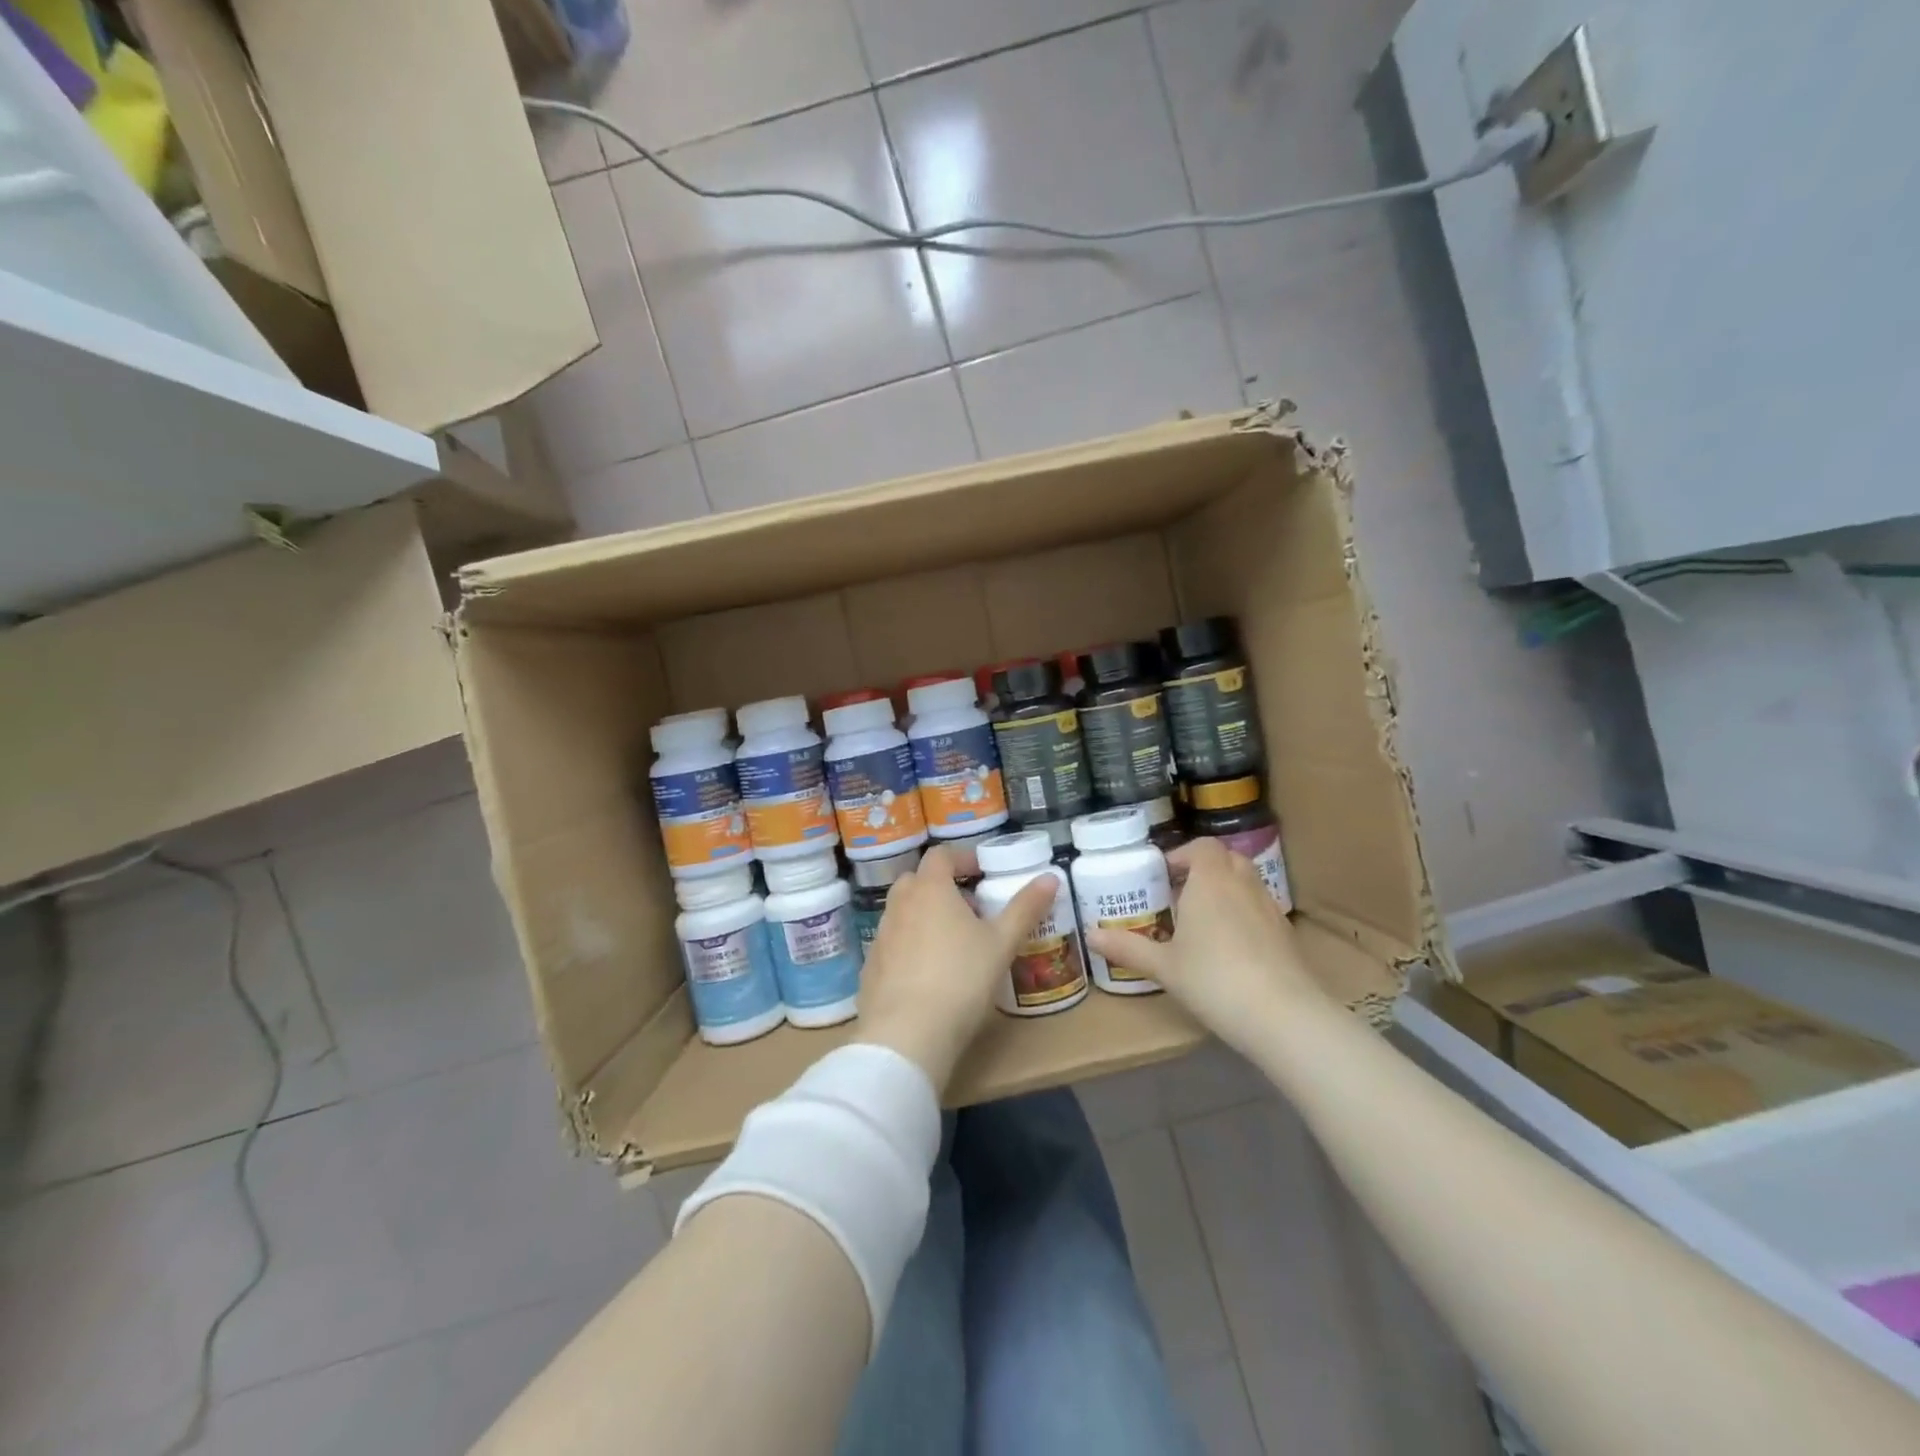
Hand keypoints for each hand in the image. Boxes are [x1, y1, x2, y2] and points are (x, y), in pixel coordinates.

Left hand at [856, 845, 1056, 1091]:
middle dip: (944, 888)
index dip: (963, 858)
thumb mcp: (1002, 943)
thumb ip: (1025, 908)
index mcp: (930, 889)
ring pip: (904, 912)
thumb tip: (1050, 877)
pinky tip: (929, 975)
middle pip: (918, 881)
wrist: (907, 1034)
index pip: (941, 855)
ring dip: (926, 917)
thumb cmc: (961, 979)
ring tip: (954, 945)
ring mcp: (881, 936)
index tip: (982, 872)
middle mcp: (899, 904)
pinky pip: (893, 944)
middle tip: (971, 911)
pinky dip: (910, 946)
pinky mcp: (871, 967)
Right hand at [1086, 838, 1318, 1051]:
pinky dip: (1244, 915)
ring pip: (1246, 883)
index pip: (1202, 847)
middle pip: (1226, 859)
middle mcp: (1242, 884)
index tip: (1163, 876)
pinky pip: (1260, 909)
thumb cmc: (1214, 979)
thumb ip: (1127, 947)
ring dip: (1225, 891)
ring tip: (1203, 922)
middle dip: (1204, 870)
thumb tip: (1090, 936)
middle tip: (1180, 895)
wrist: (1283, 1015)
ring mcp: (1270, 908)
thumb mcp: (1163, 966)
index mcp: (1210, 880)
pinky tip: (1230, 948)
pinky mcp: (1287, 933)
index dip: (1182, 855)